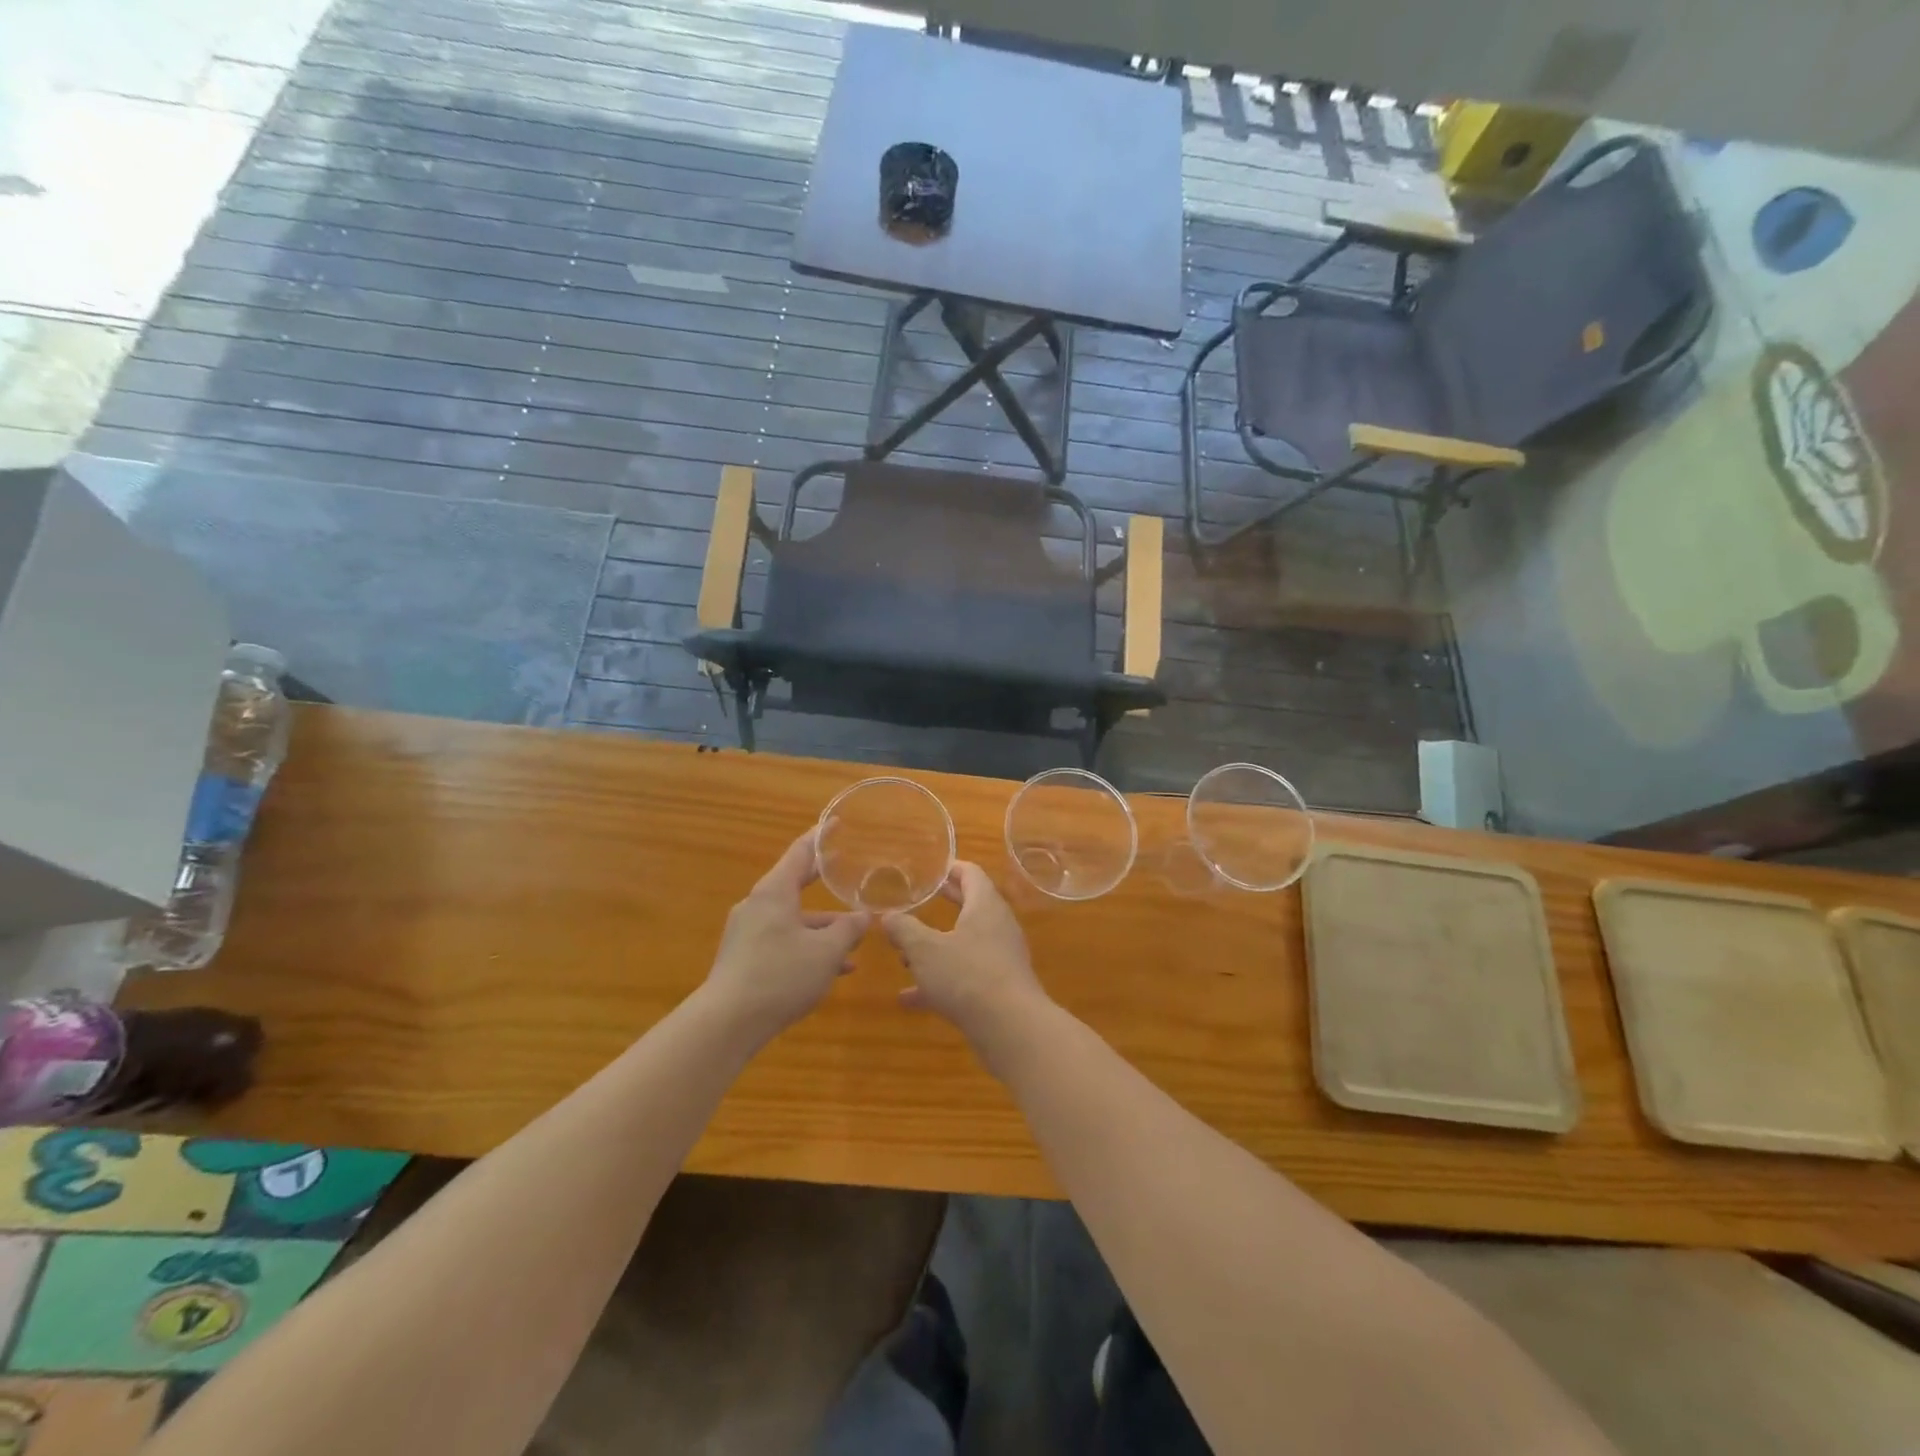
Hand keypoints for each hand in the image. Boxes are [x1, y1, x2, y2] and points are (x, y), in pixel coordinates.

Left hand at [705, 831, 869, 1039]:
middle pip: (795, 884)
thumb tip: (863, 916)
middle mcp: (758, 905)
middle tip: (846, 870)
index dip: (820, 837)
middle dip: (823, 882)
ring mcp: (748, 932)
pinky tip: (834, 969)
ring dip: (823, 927)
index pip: (800, 853)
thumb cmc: (780, 975)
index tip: (835, 822)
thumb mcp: (826, 952)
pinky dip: (807, 946)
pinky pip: (783, 940)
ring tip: (854, 939)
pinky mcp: (745, 957)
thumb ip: (848, 930)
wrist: (726, 1023)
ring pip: (793, 919)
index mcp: (774, 892)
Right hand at [883, 863, 1050, 1048]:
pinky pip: (965, 975)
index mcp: (985, 905)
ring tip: (904, 954)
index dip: (951, 868)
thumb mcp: (924, 949)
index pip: (971, 874)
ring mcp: (1000, 958)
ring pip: (964, 944)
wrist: (1010, 1027)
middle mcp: (997, 926)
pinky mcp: (998, 987)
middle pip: (970, 906)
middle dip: (944, 904)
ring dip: (936, 947)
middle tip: (919, 899)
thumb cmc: (967, 975)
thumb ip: (904, 930)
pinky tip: (910, 998)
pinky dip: (940, 980)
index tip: (931, 869)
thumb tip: (888, 917)